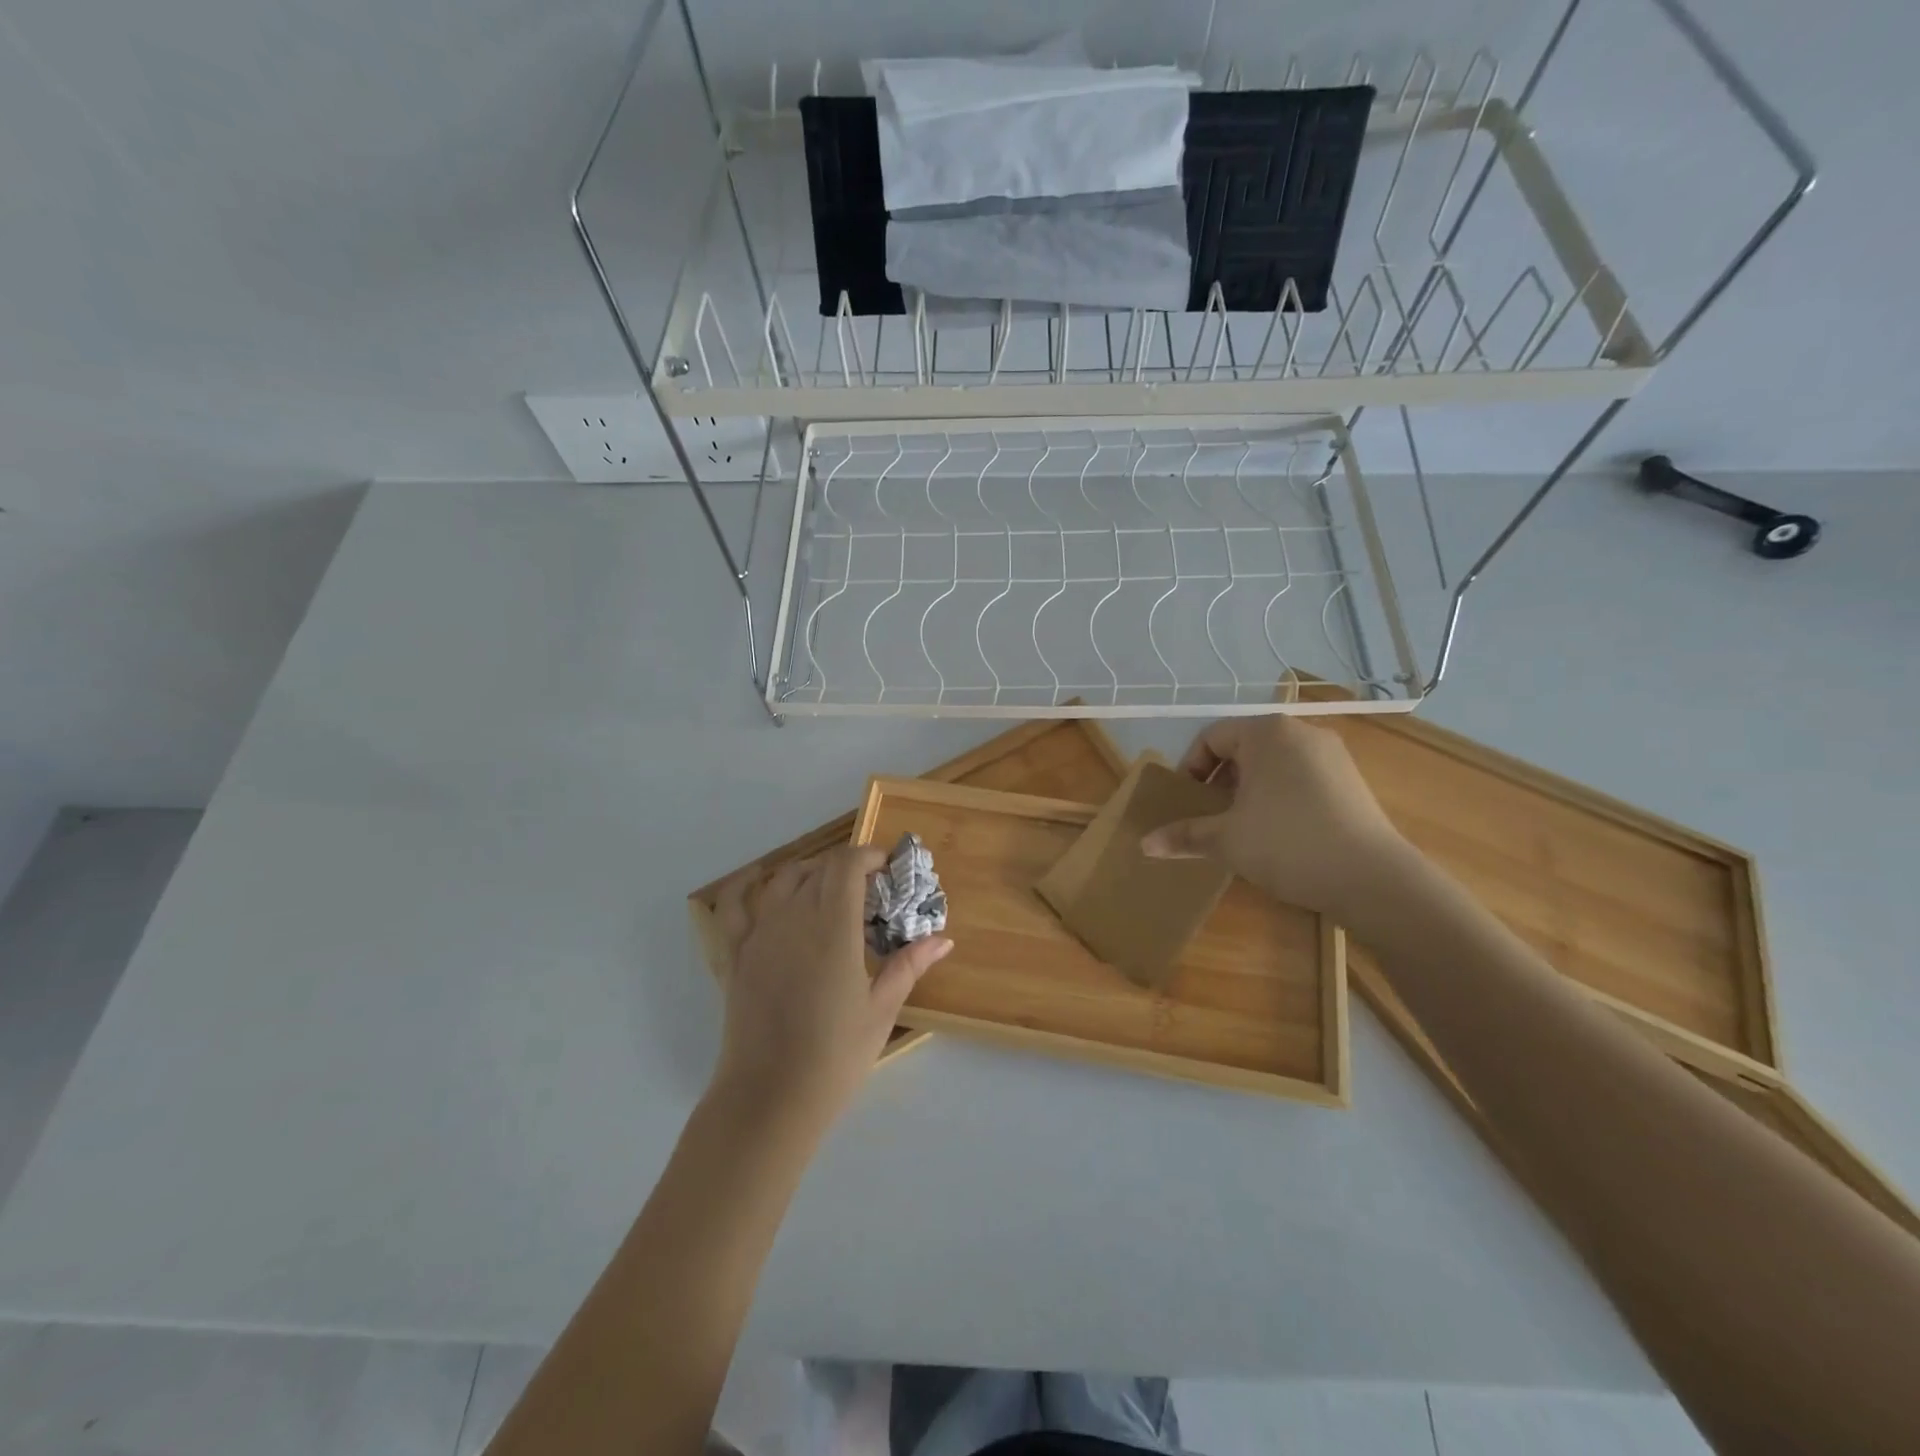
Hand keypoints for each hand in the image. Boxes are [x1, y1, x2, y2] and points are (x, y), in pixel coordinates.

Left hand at [711, 846, 951, 1126]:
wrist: (770, 1098)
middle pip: (819, 869)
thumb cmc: (835, 1055)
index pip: (847, 865)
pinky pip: (732, 907)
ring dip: (808, 872)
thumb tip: (943, 939)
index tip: (888, 869)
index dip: (868, 856)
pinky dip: (745, 886)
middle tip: (869, 891)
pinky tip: (757, 881)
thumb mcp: (881, 1009)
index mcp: (832, 927)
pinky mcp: (735, 955)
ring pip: (782, 880)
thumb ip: (908, 965)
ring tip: (827, 889)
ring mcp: (759, 934)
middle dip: (847, 868)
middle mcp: (793, 918)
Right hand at [1141, 717, 1410, 920]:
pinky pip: (1300, 776)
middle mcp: (1300, 732)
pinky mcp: (1351, 780)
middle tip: (1210, 815)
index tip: (1186, 801)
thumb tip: (1145, 844)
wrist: (1372, 878)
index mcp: (1266, 732)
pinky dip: (1279, 795)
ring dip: (1248, 789)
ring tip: (1241, 826)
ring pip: (1273, 763)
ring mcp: (1331, 755)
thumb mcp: (1226, 840)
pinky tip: (1279, 832)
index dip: (1191, 768)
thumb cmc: (1287, 844)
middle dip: (1220, 780)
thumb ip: (1184, 835)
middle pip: (1243, 747)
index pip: (1212, 737)